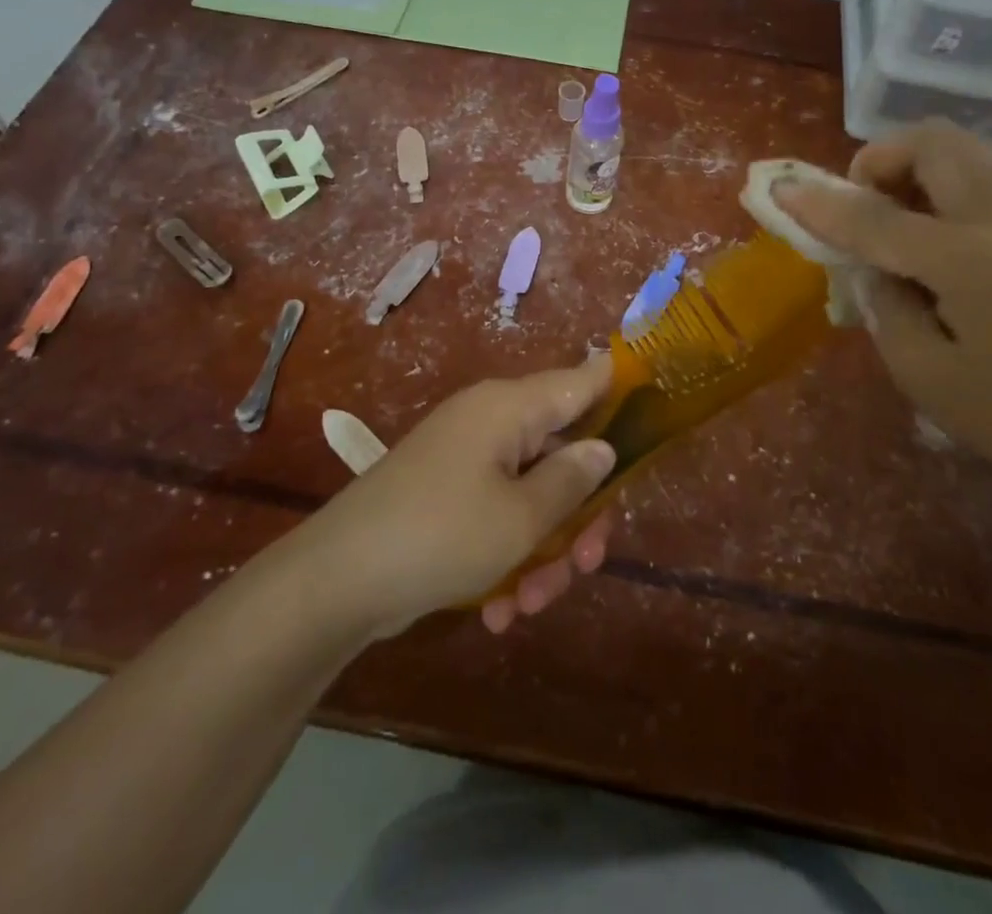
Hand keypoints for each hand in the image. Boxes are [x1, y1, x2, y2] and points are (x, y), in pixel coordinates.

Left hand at [301, 358, 617, 638]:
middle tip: (588, 564)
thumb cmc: (440, 536)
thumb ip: (571, 481)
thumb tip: (603, 448)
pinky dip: (507, 558)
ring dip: (543, 550)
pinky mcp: (446, 497)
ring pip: (532, 495)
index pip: (581, 380)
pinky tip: (502, 610)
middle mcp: (490, 423)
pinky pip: (496, 517)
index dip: (619, 389)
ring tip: (533, 603)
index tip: (654, 411)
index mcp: (510, 408)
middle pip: (561, 453)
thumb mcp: (520, 518)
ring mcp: (465, 461)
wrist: (337, 582)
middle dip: (579, 514)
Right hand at [776, 120, 991, 499]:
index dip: (820, 203)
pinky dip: (935, 179)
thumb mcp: (918, 368)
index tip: (779, 189)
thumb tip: (863, 256)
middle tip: (856, 202)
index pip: (876, 217)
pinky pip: (976, 173)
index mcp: (970, 261)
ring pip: (961, 147)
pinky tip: (920, 230)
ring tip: (886, 212)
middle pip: (934, 143)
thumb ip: (880, 296)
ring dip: (910, 162)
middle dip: (880, 157)